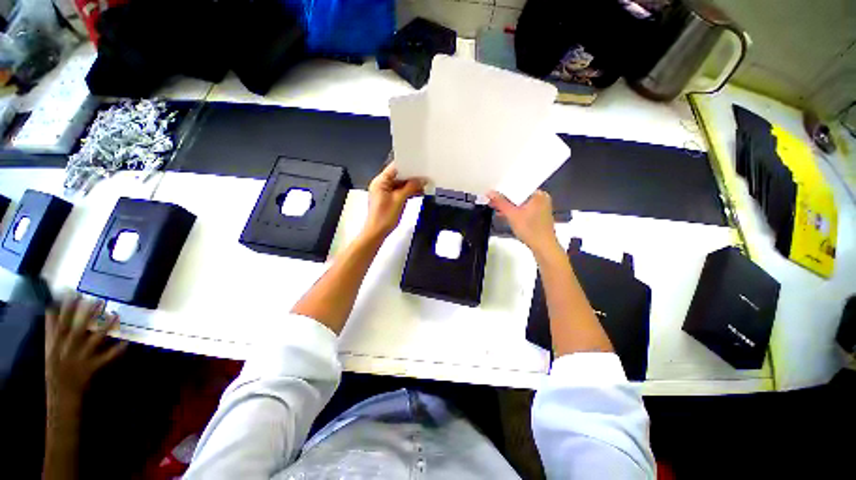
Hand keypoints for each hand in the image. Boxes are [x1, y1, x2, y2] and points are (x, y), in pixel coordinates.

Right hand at [45, 295, 126, 412]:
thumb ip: (51, 328)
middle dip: (87, 315)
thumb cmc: (55, 368)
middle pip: (78, 329)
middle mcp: (68, 350)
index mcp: (57, 344)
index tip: (75, 293)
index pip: (61, 323)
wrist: (61, 394)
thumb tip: (51, 307)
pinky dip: (116, 351)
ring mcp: (81, 359)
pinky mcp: (92, 368)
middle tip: (99, 300)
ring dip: (104, 328)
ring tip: (115, 315)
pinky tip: (125, 342)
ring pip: (94, 341)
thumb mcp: (49, 347)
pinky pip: (106, 358)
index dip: (67, 308)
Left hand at [363, 162, 425, 238]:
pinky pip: (400, 191)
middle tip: (424, 176)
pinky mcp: (388, 199)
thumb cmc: (384, 217)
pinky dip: (408, 192)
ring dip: (411, 185)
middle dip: (411, 177)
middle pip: (398, 176)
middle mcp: (381, 184)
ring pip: (400, 184)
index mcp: (380, 181)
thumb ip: (410, 187)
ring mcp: (385, 192)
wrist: (377, 232)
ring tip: (424, 185)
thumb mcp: (399, 200)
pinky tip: (418, 192)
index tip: (419, 166)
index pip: (395, 168)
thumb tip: (421, 180)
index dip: (407, 166)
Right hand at [487, 190, 561, 257]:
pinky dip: (515, 212)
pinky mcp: (538, 217)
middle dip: (505, 200)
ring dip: (509, 207)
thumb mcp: (512, 215)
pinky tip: (506, 216)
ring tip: (497, 209)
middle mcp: (542, 199)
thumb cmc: (532, 231)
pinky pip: (524, 210)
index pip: (518, 187)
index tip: (493, 194)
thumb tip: (490, 193)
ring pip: (521, 204)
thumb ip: (500, 202)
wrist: (543, 247)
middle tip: (493, 202)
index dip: (503, 190)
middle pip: (519, 196)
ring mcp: (541, 208)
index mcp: (539, 194)